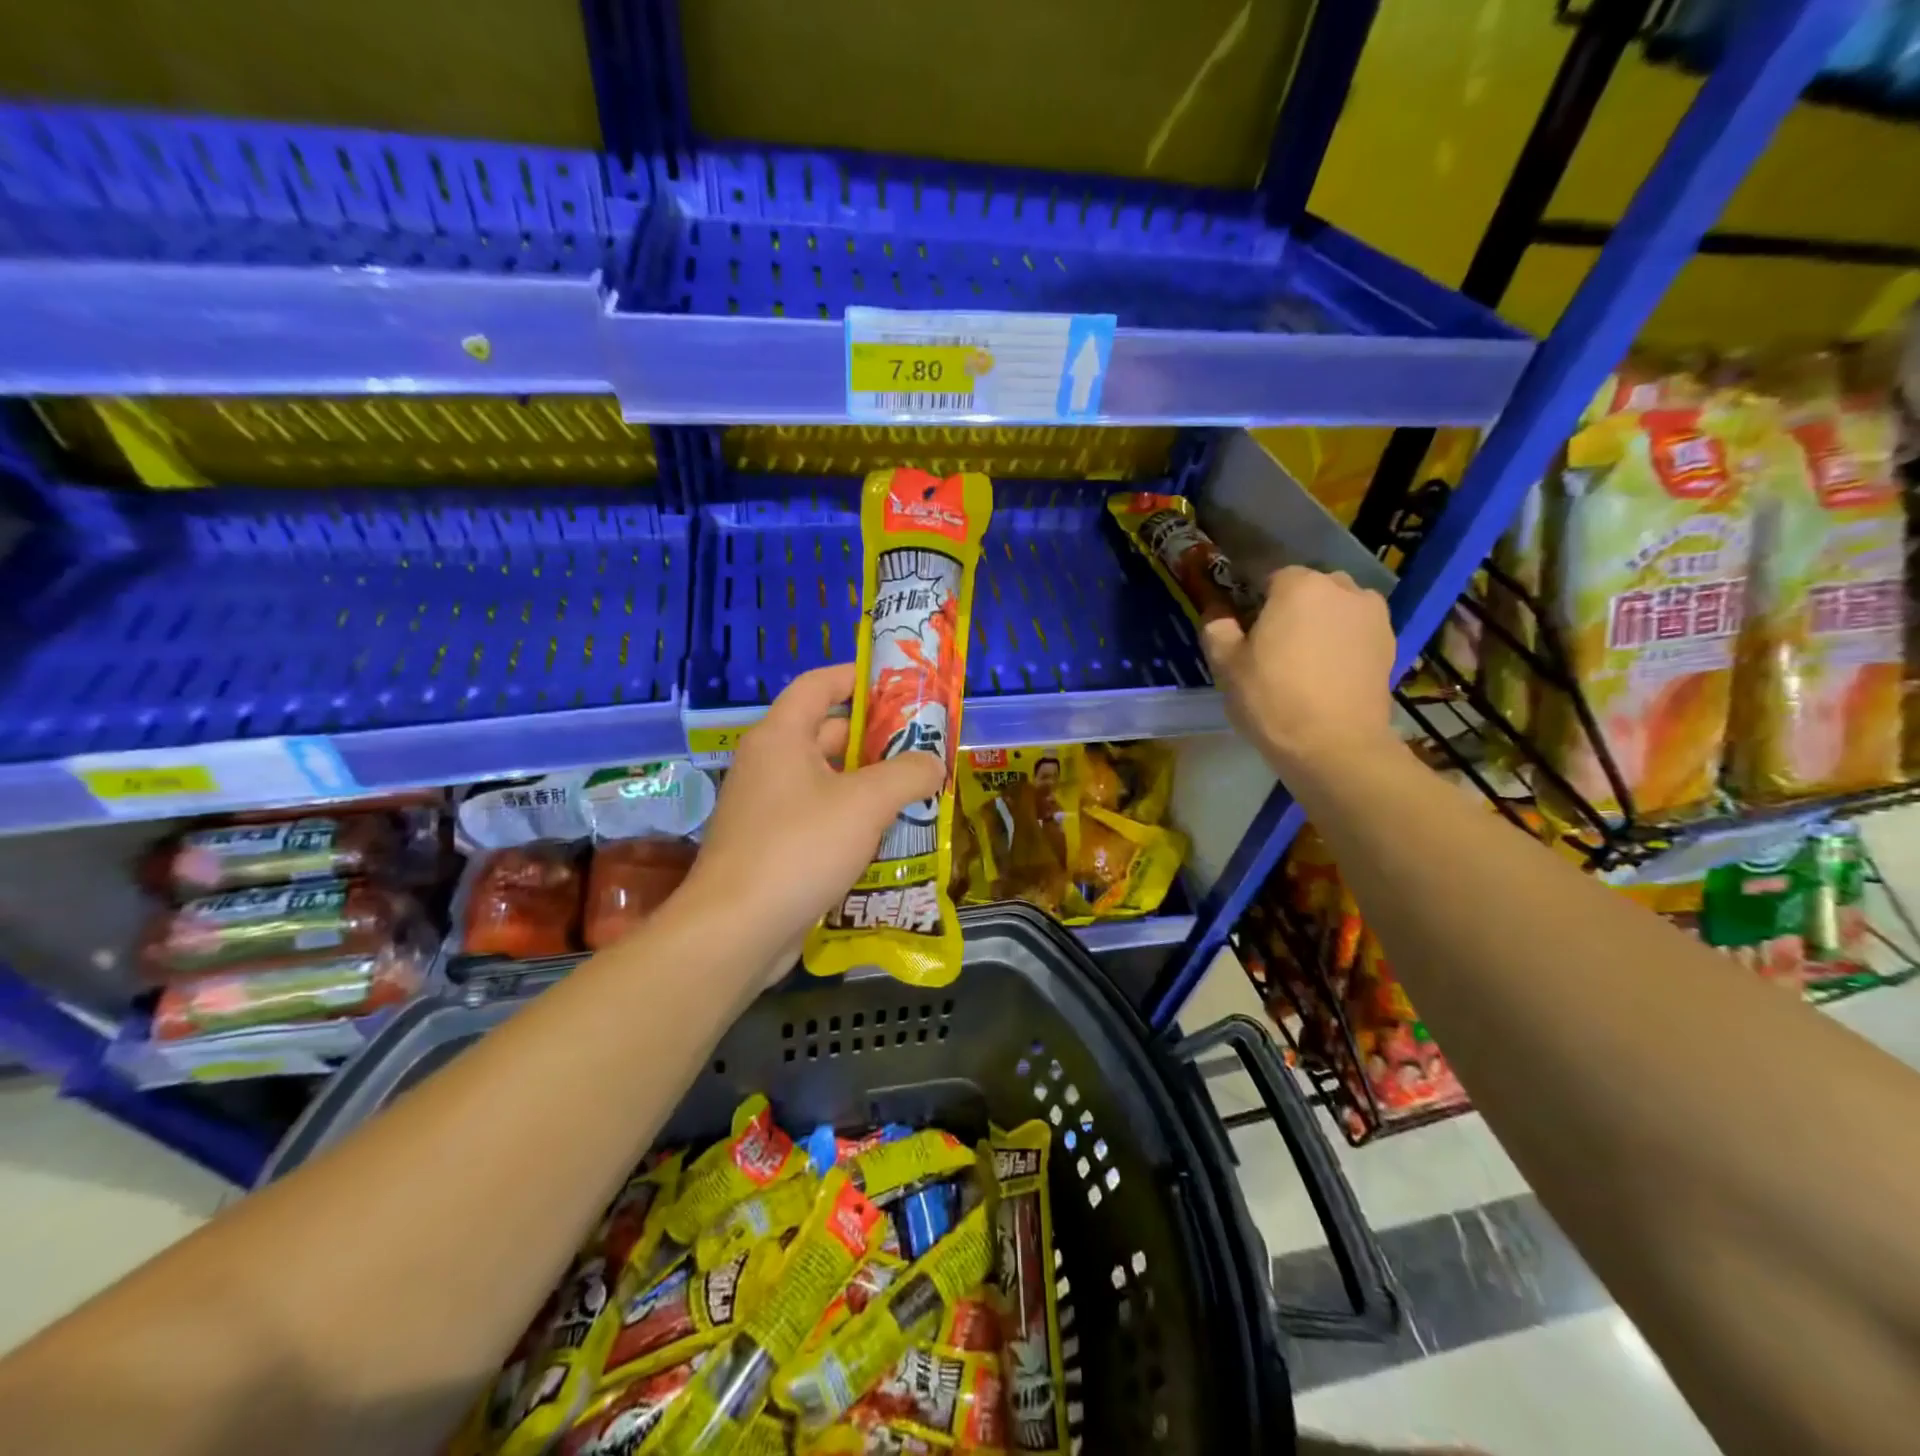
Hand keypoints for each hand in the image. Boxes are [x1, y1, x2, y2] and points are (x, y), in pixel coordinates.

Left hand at [683, 664, 945, 973]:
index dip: (856, 677)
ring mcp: (767, 809)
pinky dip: (852, 821)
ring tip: (918, 793)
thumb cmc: (800, 848)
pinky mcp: (772, 848)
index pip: (818, 686)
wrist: (737, 930)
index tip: (896, 685)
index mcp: (781, 737)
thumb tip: (932, 764)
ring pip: (828, 783)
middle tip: (923, 749)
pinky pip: (820, 819)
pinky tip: (889, 838)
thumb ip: (907, 774)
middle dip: (877, 740)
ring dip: (870, 786)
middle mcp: (769, 765)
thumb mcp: (866, 803)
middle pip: (827, 735)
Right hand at [1202, 566, 1398, 778]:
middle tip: (1272, 644)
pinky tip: (1328, 672)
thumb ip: (1217, 628)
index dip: (1252, 600)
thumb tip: (1217, 612)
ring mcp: (1372, 614)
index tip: (1243, 626)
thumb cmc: (1272, 699)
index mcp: (1297, 585)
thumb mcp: (1227, 665)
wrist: (1335, 745)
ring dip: (1321, 622)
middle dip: (1290, 607)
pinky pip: (1356, 631)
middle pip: (1307, 588)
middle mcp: (1341, 588)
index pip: (1267, 576)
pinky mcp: (1390, 642)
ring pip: (1336, 607)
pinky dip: (1343, 642)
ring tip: (1305, 659)